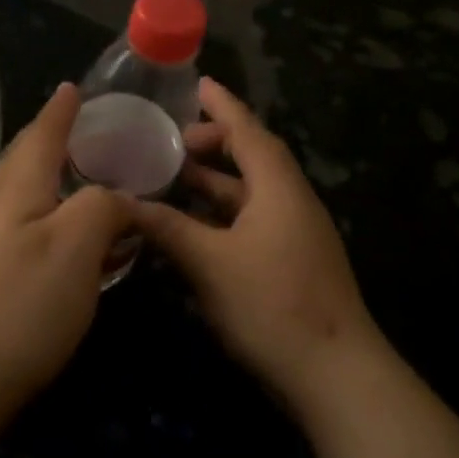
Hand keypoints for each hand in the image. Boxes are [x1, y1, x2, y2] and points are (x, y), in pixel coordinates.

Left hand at [0, 84, 132, 405]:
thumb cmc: (21, 304)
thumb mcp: (76, 245)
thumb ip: (103, 206)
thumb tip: (119, 199)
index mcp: (17, 189)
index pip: (42, 135)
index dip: (61, 111)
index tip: (74, 87)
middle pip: (23, 160)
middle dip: (50, 138)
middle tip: (80, 128)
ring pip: (22, 195)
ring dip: (50, 178)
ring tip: (79, 178)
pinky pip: (25, 229)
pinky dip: (51, 217)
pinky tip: (66, 240)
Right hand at [131, 78, 382, 415]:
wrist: (335, 374)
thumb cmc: (272, 305)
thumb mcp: (210, 263)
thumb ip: (168, 228)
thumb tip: (123, 203)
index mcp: (278, 188)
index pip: (247, 131)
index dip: (222, 105)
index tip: (198, 83)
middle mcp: (291, 201)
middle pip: (252, 158)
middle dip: (214, 144)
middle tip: (172, 142)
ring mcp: (295, 234)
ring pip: (250, 194)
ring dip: (215, 183)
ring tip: (173, 178)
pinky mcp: (291, 263)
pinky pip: (252, 221)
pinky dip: (222, 215)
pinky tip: (193, 228)